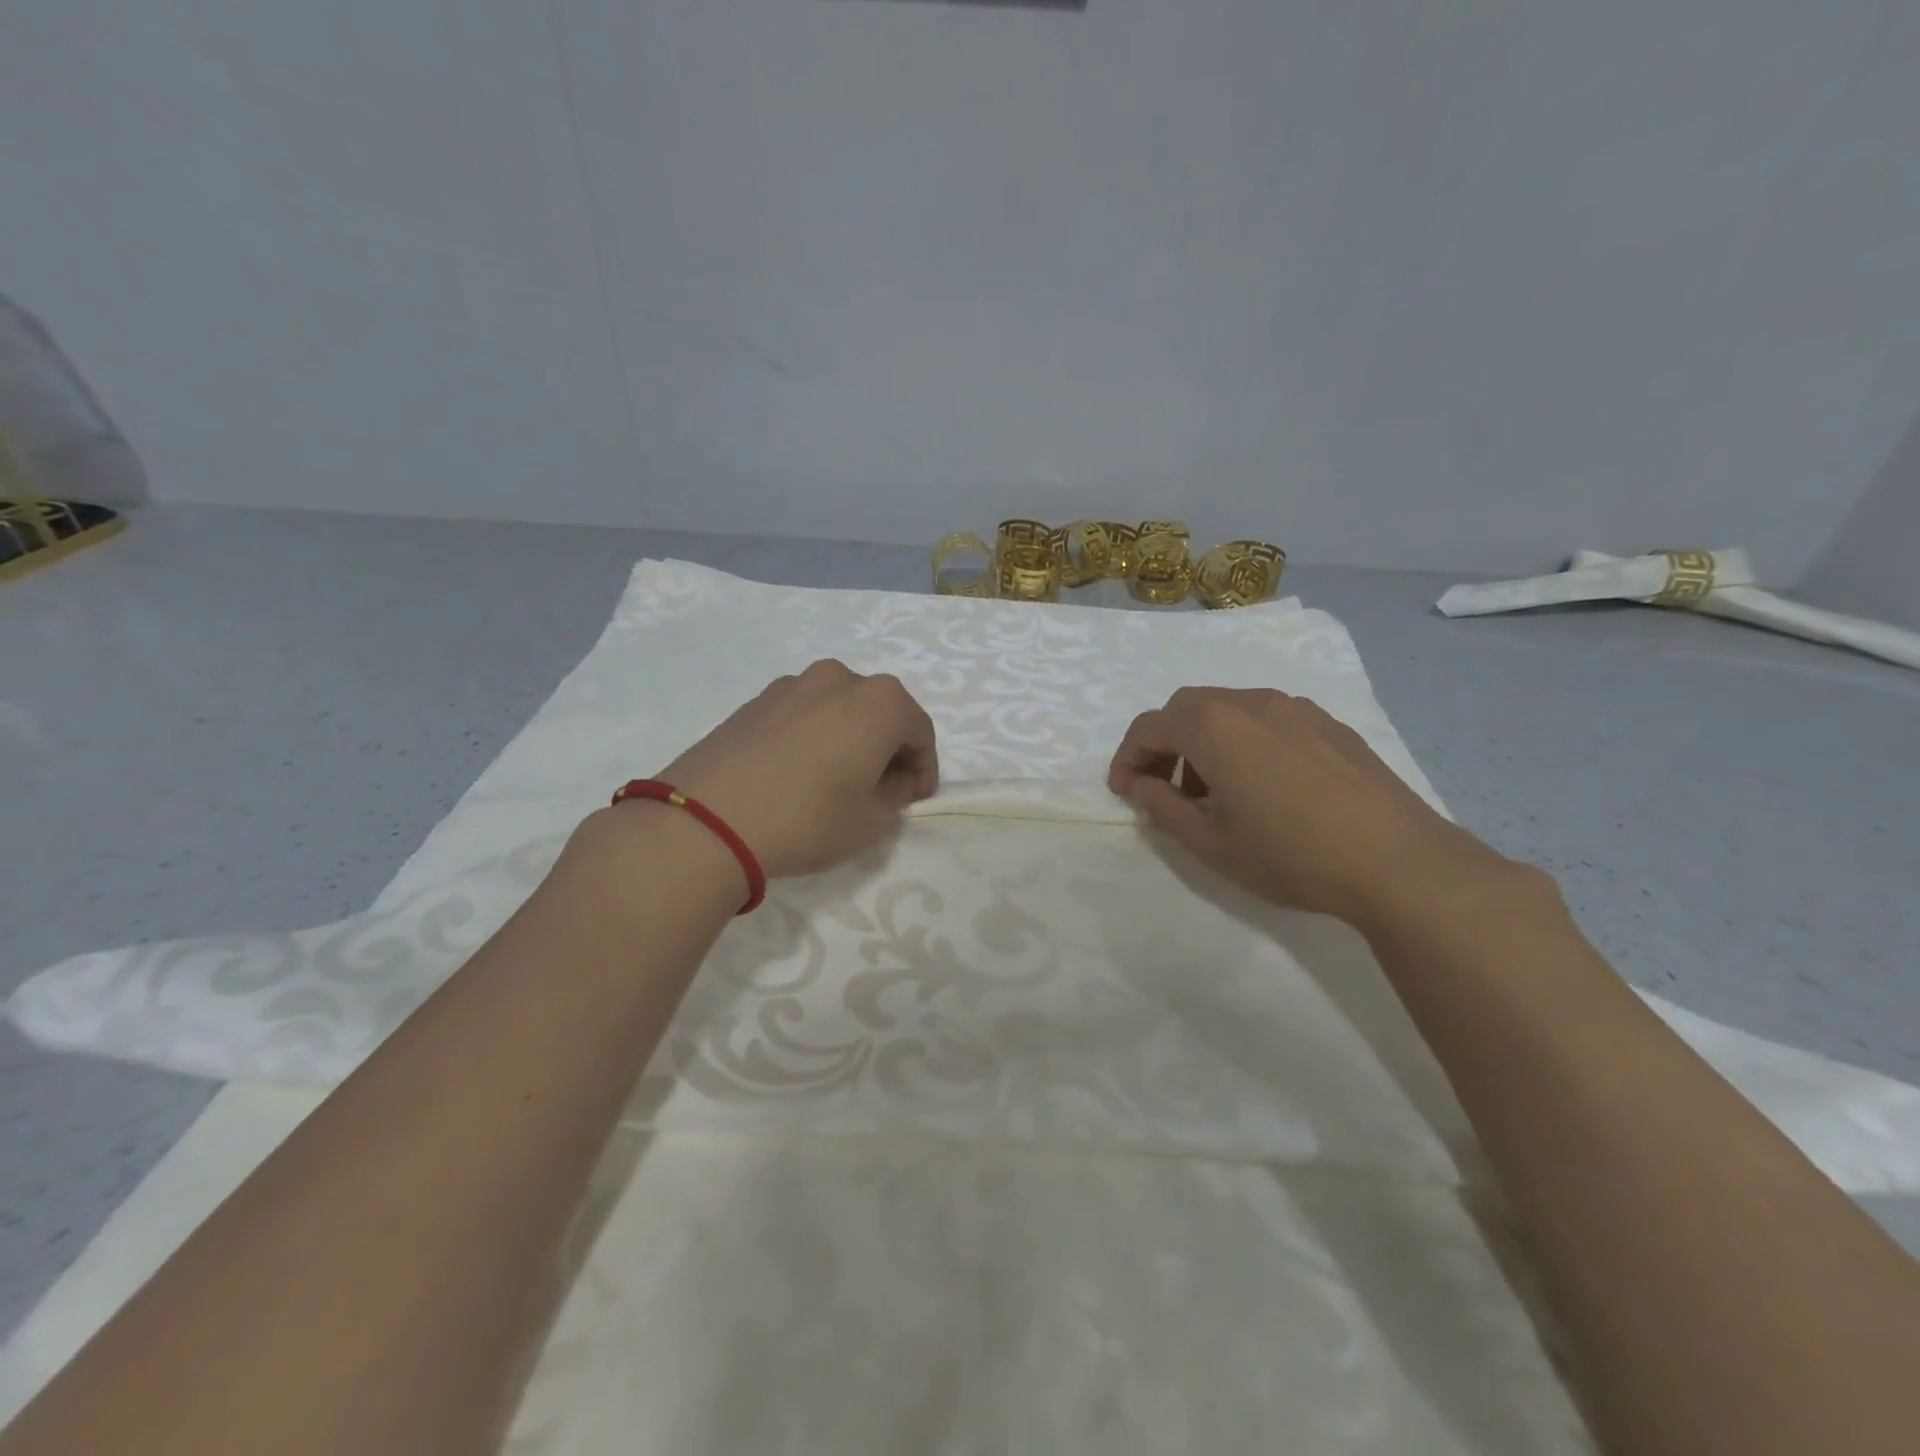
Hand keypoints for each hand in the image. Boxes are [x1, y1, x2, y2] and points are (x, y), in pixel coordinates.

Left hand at [651, 660, 938, 878]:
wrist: (708, 820)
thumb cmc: (809, 819)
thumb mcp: (872, 821)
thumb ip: (896, 795)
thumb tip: (893, 779)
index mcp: (880, 701)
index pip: (920, 731)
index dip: (925, 767)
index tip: (917, 798)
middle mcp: (839, 679)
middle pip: (880, 712)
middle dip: (888, 747)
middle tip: (881, 788)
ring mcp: (791, 685)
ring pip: (838, 709)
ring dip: (849, 738)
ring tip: (837, 779)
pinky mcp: (754, 701)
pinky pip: (802, 715)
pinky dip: (813, 737)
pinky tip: (798, 773)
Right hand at [1108, 687, 1514, 927]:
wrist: (1398, 862)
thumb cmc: (1290, 854)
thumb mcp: (1210, 843)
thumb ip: (1162, 807)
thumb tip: (1142, 784)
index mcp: (1214, 726)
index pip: (1149, 727)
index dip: (1127, 758)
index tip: (1125, 792)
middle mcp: (1250, 702)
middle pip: (1187, 708)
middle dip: (1164, 744)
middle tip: (1164, 788)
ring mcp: (1295, 708)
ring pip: (1228, 710)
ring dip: (1204, 741)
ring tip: (1214, 790)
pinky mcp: (1329, 724)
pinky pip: (1267, 719)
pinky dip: (1243, 740)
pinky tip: (1263, 784)